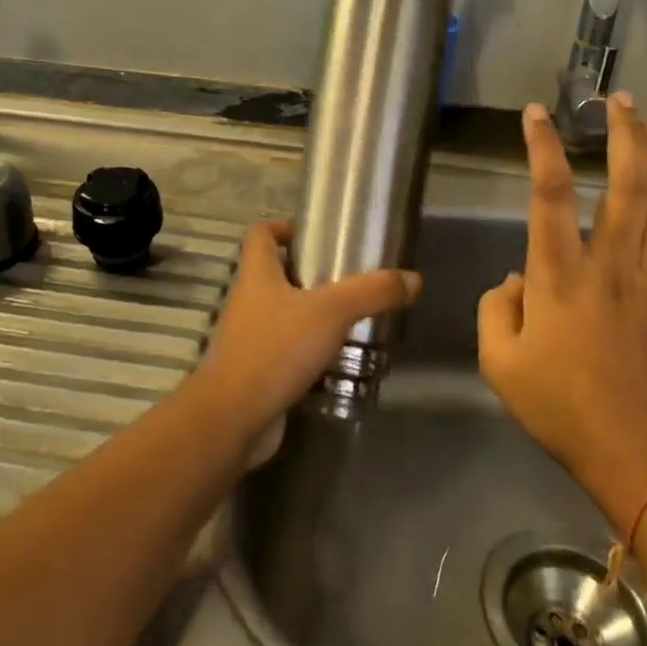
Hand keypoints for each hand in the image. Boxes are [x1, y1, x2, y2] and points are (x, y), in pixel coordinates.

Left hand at [193, 220, 420, 440]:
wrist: (234, 418)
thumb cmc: (276, 349)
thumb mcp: (331, 312)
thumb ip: (372, 293)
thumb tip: (413, 278)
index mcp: (257, 275)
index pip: (260, 233)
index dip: (284, 226)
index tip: (316, 234)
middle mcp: (248, 301)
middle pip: (275, 274)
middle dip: (309, 274)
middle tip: (349, 279)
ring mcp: (249, 338)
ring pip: (282, 315)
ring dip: (312, 315)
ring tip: (351, 319)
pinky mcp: (256, 372)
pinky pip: (285, 351)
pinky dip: (308, 351)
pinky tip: (338, 360)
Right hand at [477, 97, 646, 516]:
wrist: (637, 457)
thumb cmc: (559, 407)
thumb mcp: (499, 362)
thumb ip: (495, 309)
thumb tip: (514, 282)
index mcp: (559, 275)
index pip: (548, 196)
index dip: (542, 149)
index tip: (537, 113)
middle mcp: (610, 266)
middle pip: (625, 187)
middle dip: (623, 138)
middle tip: (620, 101)